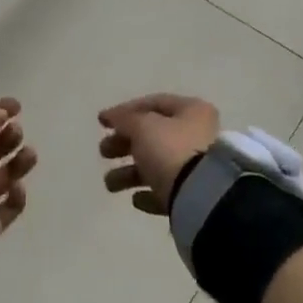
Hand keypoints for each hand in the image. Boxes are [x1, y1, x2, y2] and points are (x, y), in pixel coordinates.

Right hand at [99, 94, 220, 215]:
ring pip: (156, 165)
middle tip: (104, 151)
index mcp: (192, 111)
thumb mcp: (143, 127)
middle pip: (153, 136)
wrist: (200, 196)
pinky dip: (148, 193)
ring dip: (129, 173)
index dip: (125, 111)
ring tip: (110, 184)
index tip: (102, 123)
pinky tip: (136, 199)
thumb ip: (125, 119)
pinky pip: (166, 190)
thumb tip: (113, 116)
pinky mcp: (193, 195)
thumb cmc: (171, 150)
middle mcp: (197, 135)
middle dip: (124, 144)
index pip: (154, 103)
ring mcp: (197, 166)